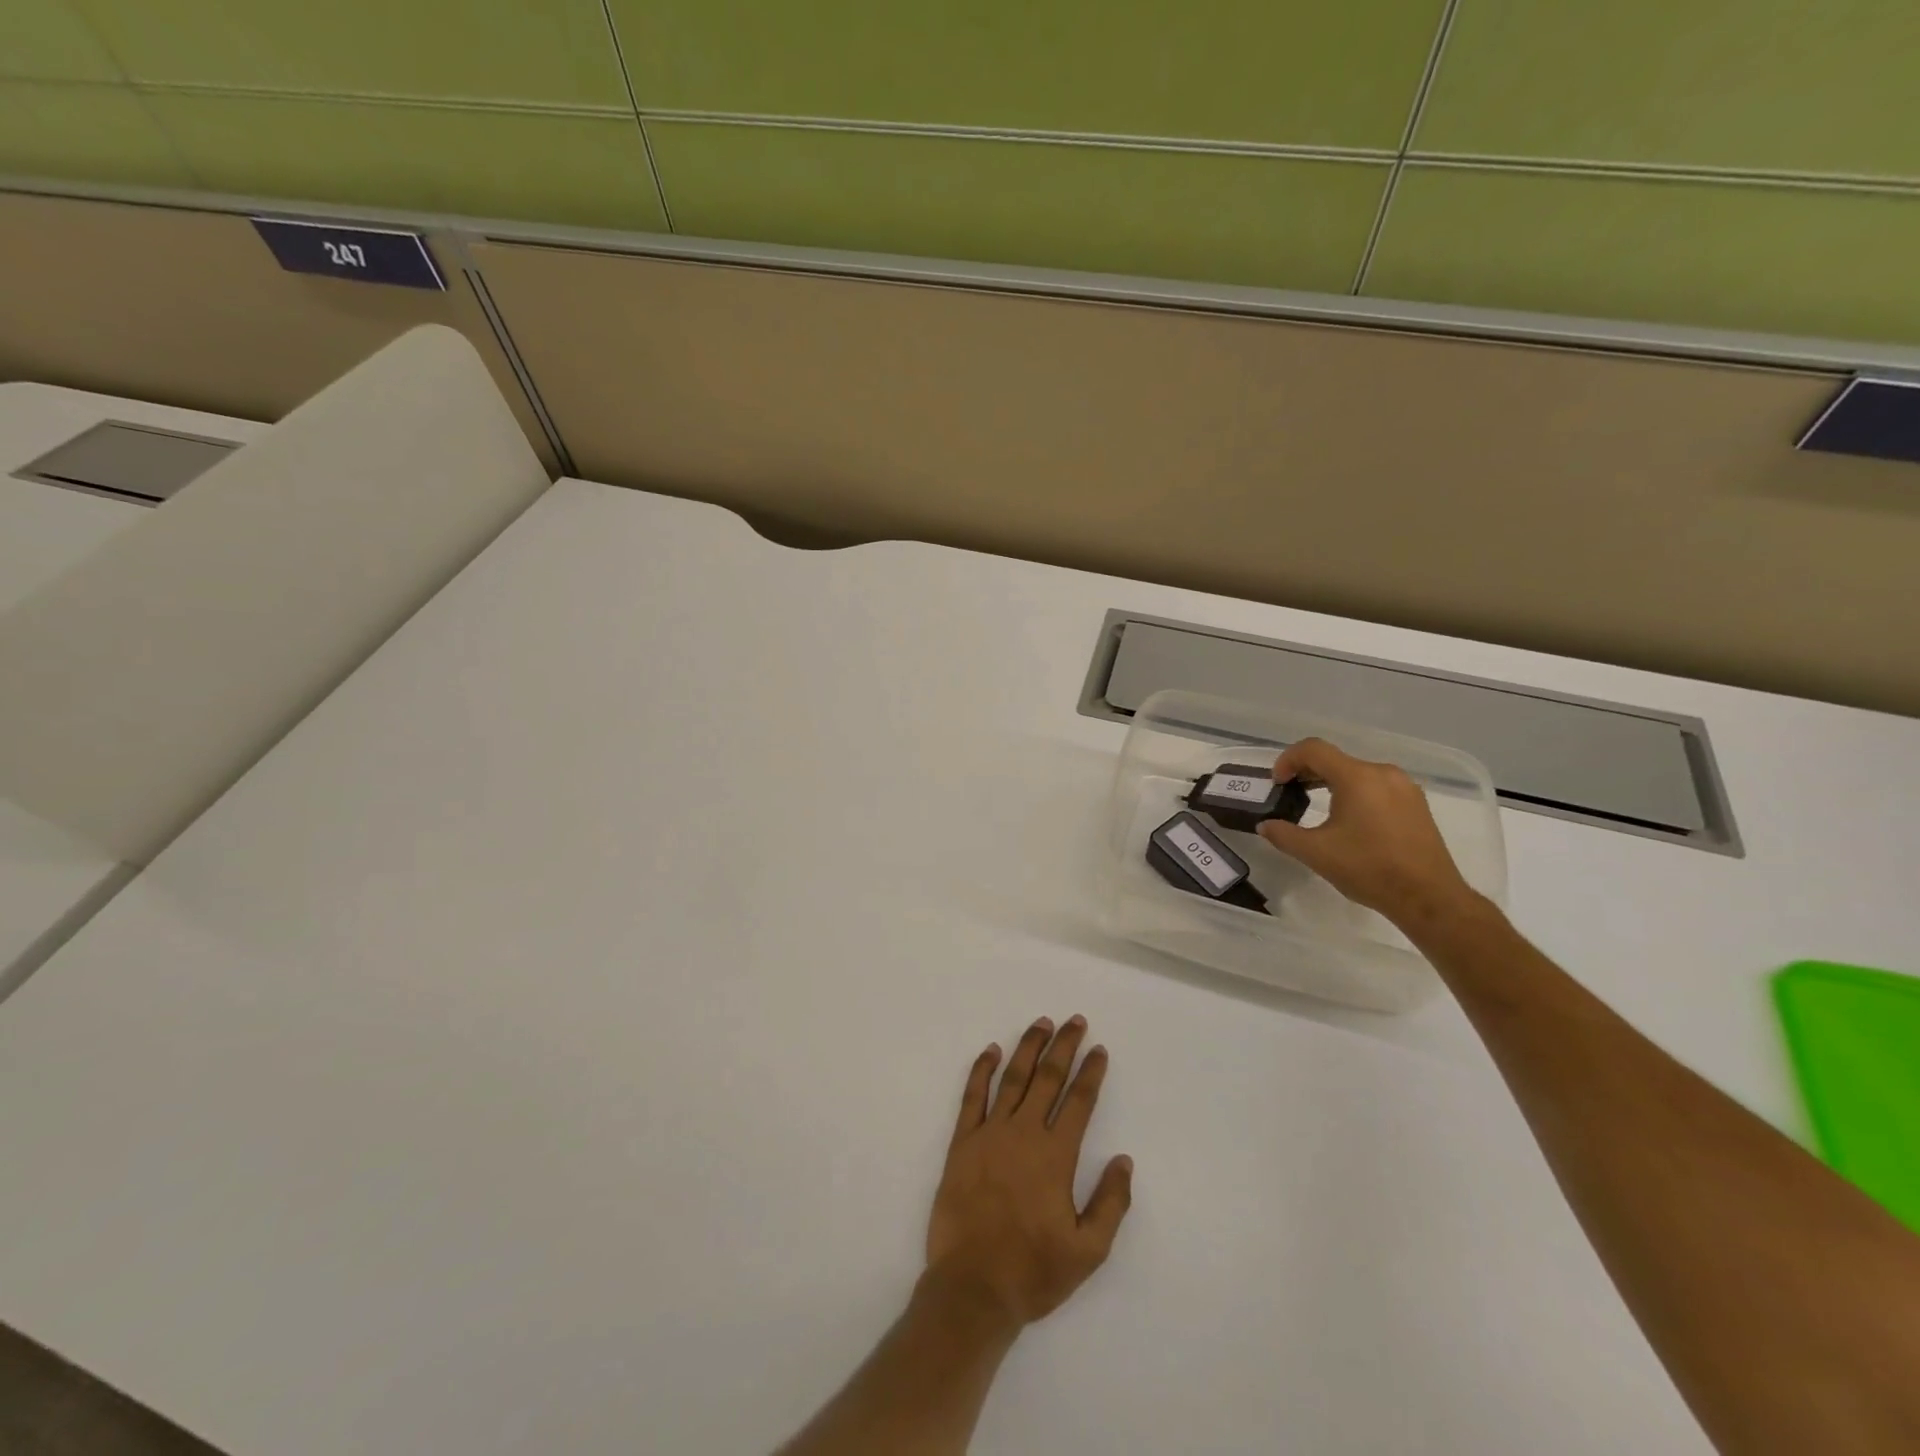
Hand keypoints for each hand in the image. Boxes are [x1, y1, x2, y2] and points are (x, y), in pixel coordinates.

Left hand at [926, 1016, 1132, 1327]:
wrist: (972, 1287)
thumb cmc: (1033, 1271)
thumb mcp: (1088, 1251)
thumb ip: (1110, 1203)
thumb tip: (1124, 1160)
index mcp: (1055, 1156)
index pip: (1078, 1101)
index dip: (1091, 1073)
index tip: (1099, 1049)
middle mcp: (1024, 1133)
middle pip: (1048, 1078)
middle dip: (1064, 1046)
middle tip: (1075, 1021)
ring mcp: (990, 1133)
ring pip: (1013, 1078)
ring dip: (1029, 1048)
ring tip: (1041, 1024)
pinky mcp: (962, 1142)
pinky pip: (972, 1096)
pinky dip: (981, 1069)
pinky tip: (991, 1050)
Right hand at [1258, 737, 1479, 930]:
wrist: (1429, 897)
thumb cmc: (1369, 869)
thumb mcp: (1316, 853)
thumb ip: (1283, 835)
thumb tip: (1265, 825)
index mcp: (1357, 778)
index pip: (1313, 749)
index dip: (1288, 760)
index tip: (1277, 783)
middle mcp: (1383, 774)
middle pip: (1336, 759)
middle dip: (1307, 772)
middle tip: (1290, 793)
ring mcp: (1404, 788)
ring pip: (1358, 773)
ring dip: (1331, 782)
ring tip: (1316, 805)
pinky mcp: (1416, 804)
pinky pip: (1377, 786)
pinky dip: (1355, 793)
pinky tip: (1349, 820)